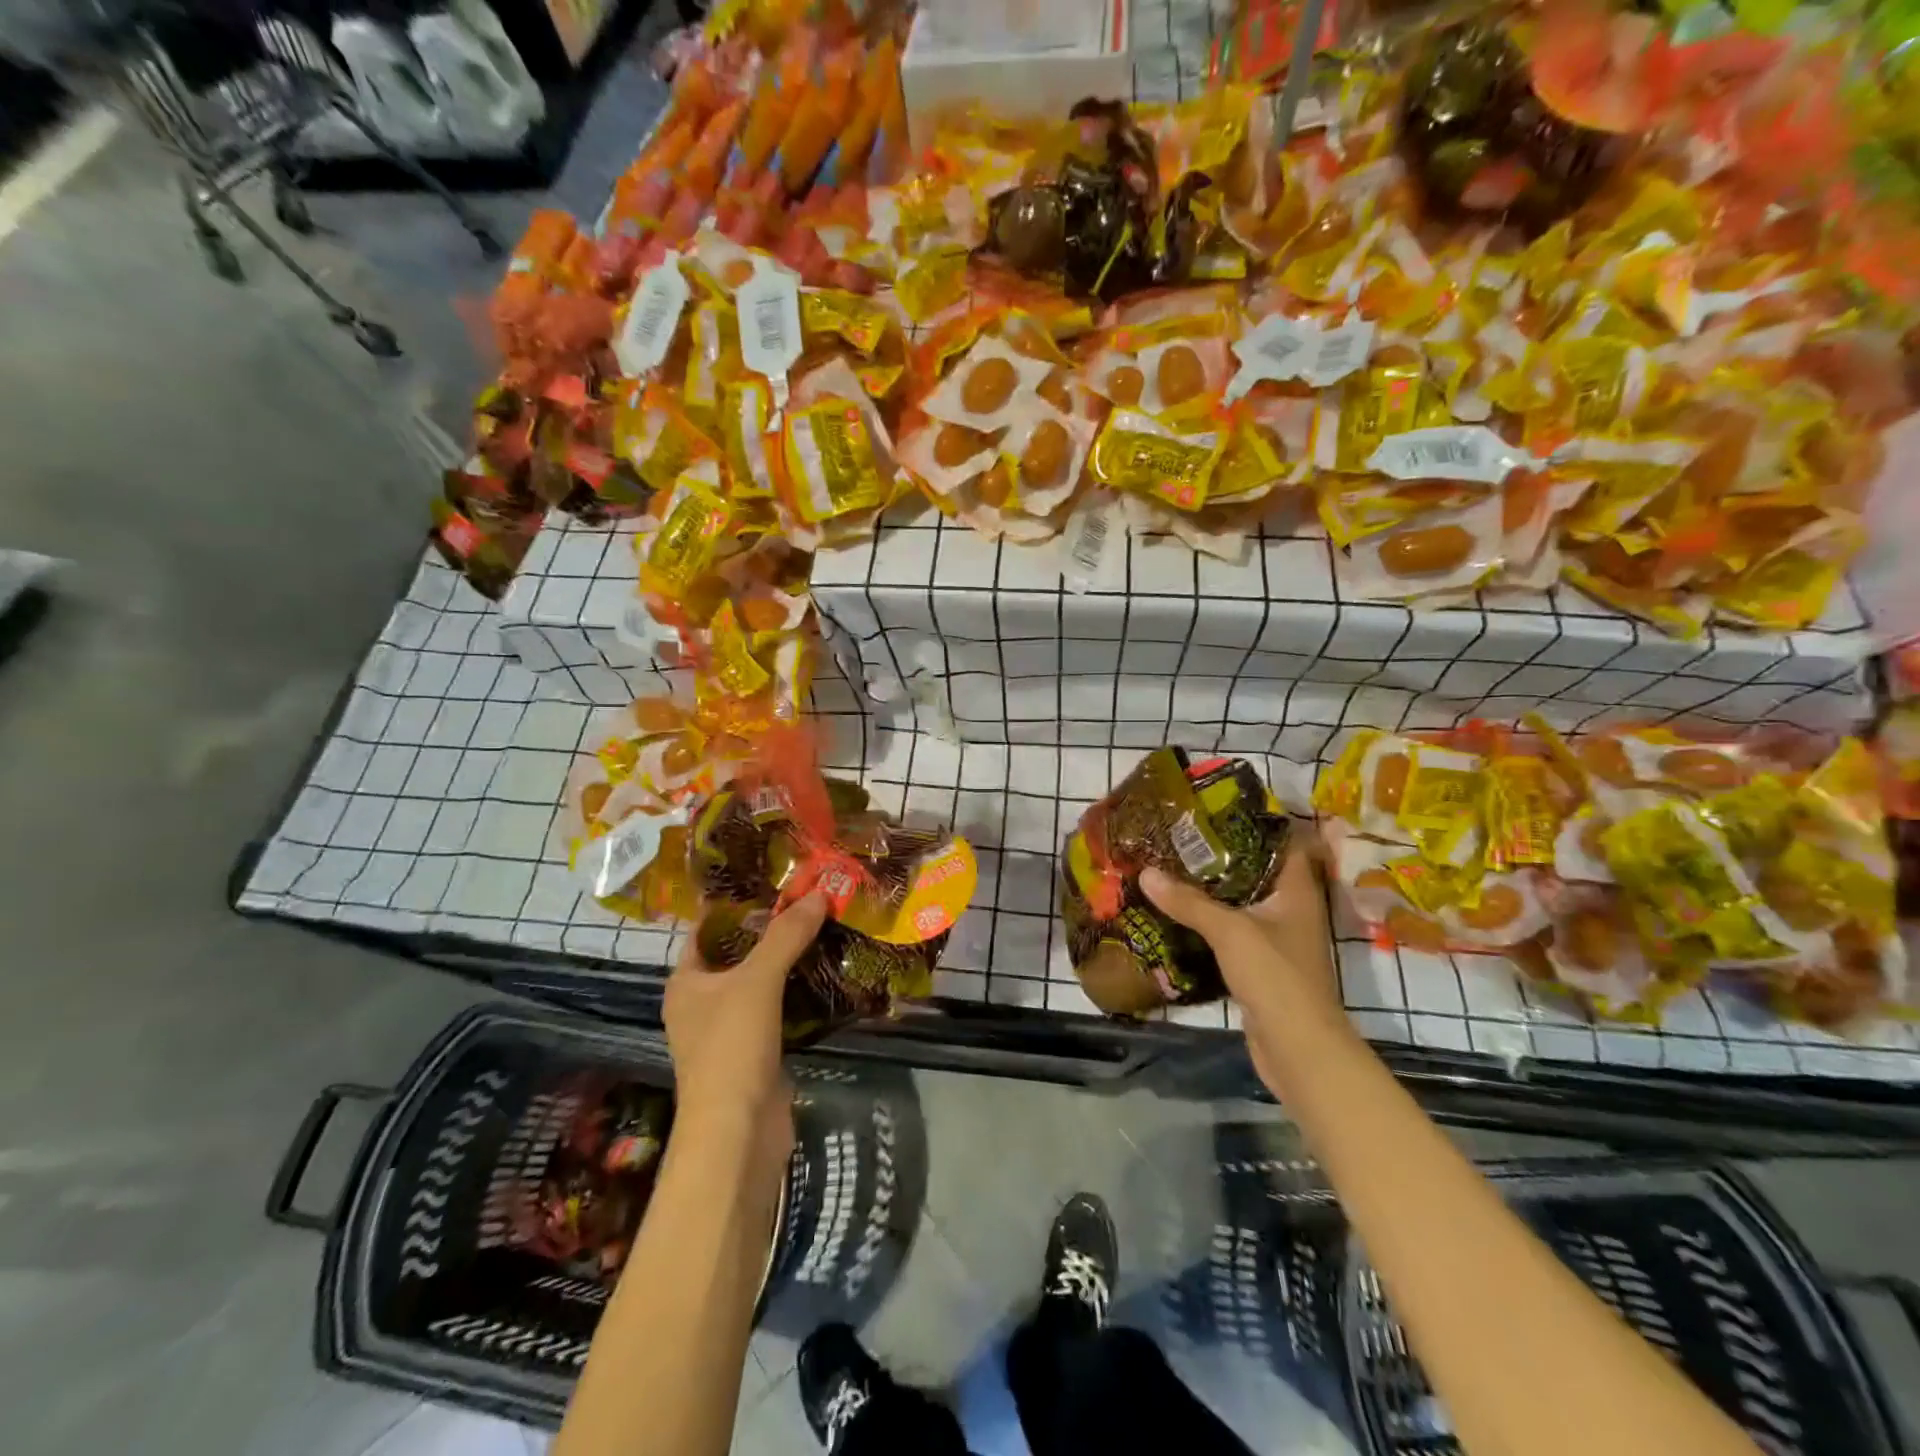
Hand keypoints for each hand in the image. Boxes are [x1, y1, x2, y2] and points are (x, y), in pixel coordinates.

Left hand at [666, 892, 827, 1158]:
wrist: (739, 1131)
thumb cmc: (732, 1047)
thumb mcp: (758, 980)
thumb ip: (786, 936)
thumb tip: (819, 893)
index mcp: (686, 983)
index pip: (705, 931)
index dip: (733, 905)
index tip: (769, 881)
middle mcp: (701, 1004)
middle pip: (735, 954)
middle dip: (767, 929)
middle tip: (805, 899)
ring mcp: (728, 1030)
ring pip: (758, 982)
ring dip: (784, 960)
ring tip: (820, 926)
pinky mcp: (755, 1052)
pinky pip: (775, 1008)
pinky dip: (794, 991)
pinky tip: (822, 972)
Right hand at [1141, 833, 1353, 1093]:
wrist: (1297, 1049)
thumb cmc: (1275, 976)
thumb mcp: (1230, 931)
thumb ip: (1188, 901)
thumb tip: (1146, 872)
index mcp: (1297, 891)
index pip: (1285, 842)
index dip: (1257, 822)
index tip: (1217, 808)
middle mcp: (1290, 909)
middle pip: (1256, 870)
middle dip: (1221, 854)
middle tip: (1182, 835)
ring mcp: (1276, 938)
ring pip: (1241, 902)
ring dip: (1211, 889)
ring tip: (1171, 865)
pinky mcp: (1258, 964)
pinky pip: (1230, 930)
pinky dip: (1208, 920)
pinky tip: (1176, 911)